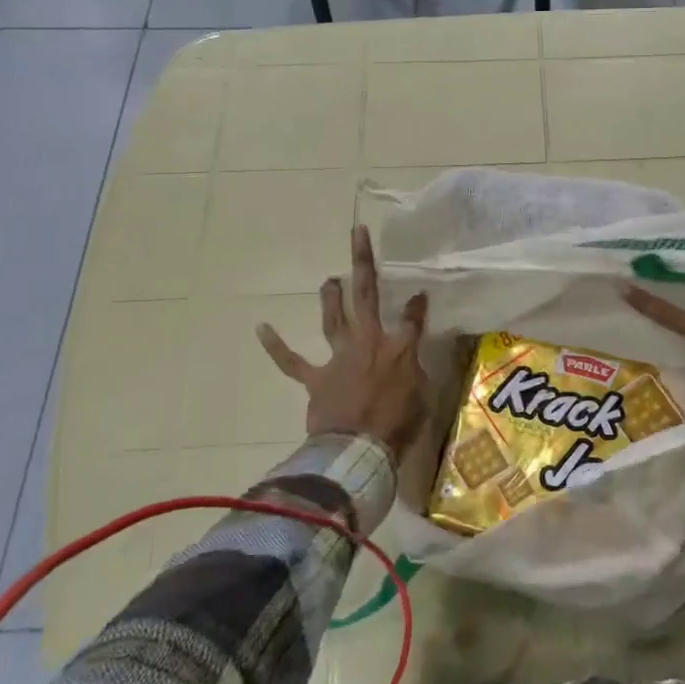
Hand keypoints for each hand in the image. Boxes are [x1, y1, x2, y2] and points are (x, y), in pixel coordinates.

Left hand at [257, 226, 429, 457]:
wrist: (358, 450)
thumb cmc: (398, 426)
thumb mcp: (423, 398)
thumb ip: (416, 376)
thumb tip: (410, 366)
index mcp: (400, 348)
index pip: (413, 317)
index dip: (417, 304)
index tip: (420, 293)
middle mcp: (369, 342)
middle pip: (367, 294)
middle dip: (363, 262)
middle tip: (357, 233)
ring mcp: (339, 357)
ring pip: (333, 318)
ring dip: (331, 296)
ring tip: (329, 279)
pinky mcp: (316, 378)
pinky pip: (292, 361)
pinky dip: (276, 346)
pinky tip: (261, 328)